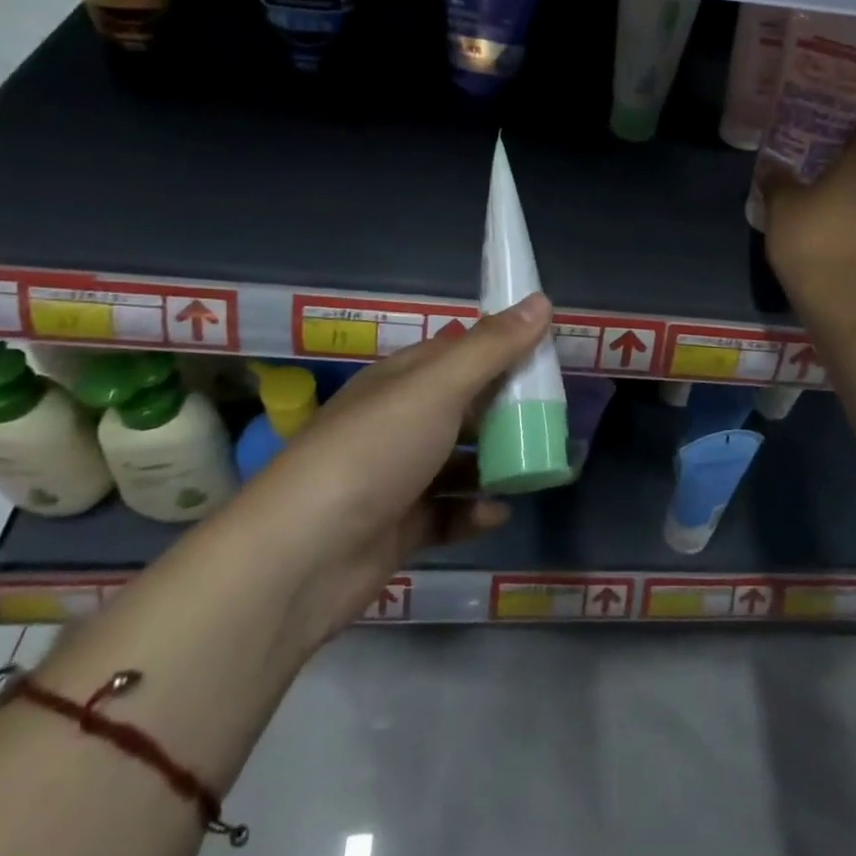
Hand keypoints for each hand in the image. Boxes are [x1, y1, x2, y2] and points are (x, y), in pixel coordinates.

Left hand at [228, 294, 553, 655]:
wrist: (301, 556)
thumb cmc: (374, 451)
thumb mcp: (438, 387)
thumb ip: (492, 347)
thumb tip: (541, 299)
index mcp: (402, 380)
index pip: (458, 351)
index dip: (501, 348)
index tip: (546, 354)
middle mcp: (398, 422)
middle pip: (464, 406)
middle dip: (507, 410)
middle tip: (554, 416)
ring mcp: (397, 477)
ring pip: (459, 461)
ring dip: (496, 463)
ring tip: (539, 465)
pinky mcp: (399, 528)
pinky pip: (448, 512)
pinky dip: (473, 511)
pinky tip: (498, 512)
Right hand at [760, 117, 855, 302]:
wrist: (839, 297)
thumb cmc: (811, 238)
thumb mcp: (782, 204)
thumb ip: (778, 180)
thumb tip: (772, 167)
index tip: (840, 115)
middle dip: (846, 153)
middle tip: (815, 148)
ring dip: (844, 185)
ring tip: (812, 183)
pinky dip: (844, 211)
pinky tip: (819, 218)